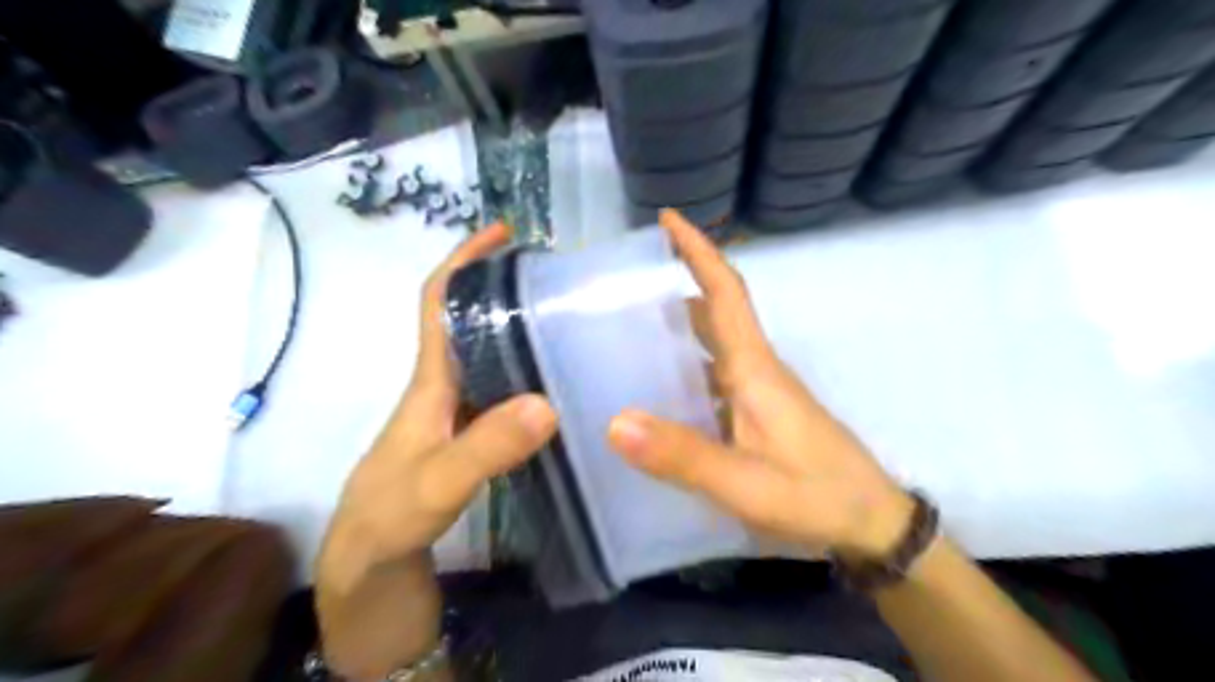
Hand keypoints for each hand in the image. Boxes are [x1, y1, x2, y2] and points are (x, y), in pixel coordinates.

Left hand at [316, 223, 555, 591]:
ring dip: (519, 328)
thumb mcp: (438, 482)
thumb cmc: (392, 515)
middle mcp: (444, 384)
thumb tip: (547, 404)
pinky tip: (558, 381)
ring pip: (488, 353)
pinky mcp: (470, 432)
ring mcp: (457, 409)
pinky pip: (501, 386)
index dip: (464, 262)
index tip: (503, 234)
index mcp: (431, 380)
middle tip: (558, 279)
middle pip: (470, 320)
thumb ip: (487, 447)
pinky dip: (526, 371)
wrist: (370, 559)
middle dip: (504, 288)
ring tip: (569, 321)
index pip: (439, 303)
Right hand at [608, 211, 910, 562]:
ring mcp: (756, 394)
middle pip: (714, 313)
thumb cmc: (818, 497)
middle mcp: (754, 371)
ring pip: (711, 347)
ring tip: (624, 333)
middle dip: (676, 285)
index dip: (698, 252)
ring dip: (676, 329)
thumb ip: (684, 457)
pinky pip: (711, 379)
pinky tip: (654, 393)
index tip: (667, 220)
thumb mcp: (748, 484)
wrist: (871, 525)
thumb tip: (615, 421)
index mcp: (754, 369)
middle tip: (622, 286)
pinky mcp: (755, 416)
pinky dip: (682, 371)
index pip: (725, 294)